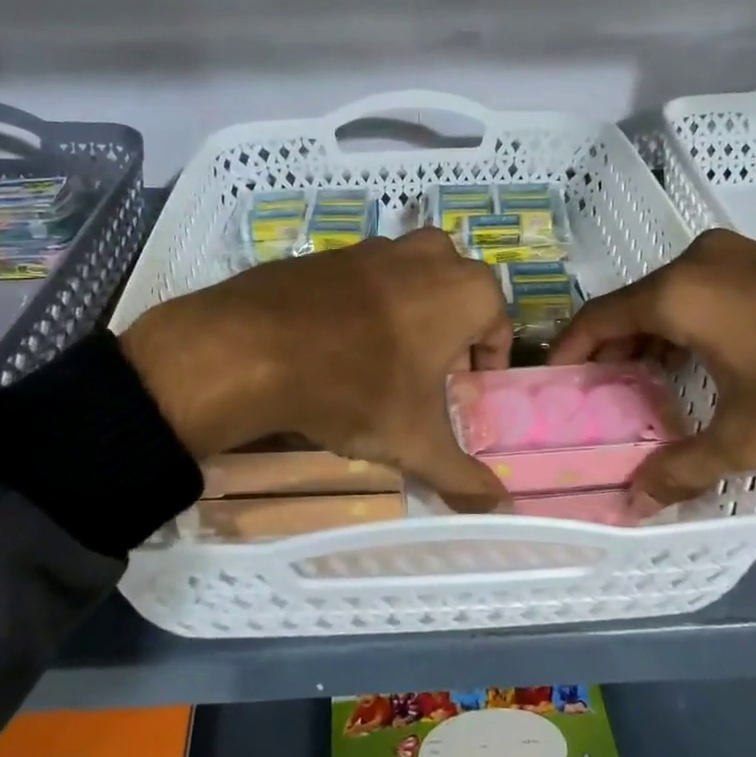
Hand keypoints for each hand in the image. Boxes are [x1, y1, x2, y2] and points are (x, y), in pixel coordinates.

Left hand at [120, 227, 512, 510]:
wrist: (255, 348)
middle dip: (449, 336)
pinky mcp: (329, 252)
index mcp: (467, 290)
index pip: (497, 328)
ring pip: (410, 283)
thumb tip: (500, 509)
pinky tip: (337, 347)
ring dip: (408, 318)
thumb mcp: (415, 442)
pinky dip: (362, 308)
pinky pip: (363, 282)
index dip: (484, 366)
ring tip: (381, 365)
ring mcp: (375, 247)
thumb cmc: (359, 389)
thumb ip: (463, 478)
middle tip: (426, 378)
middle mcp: (429, 256)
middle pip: (455, 298)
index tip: (462, 395)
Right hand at [551, 229, 755, 505]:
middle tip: (603, 400)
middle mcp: (702, 261)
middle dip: (612, 352)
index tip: (554, 385)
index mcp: (681, 291)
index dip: (570, 352)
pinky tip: (704, 366)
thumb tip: (634, 504)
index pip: (598, 317)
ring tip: (648, 390)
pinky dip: (690, 327)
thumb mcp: (751, 436)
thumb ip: (683, 467)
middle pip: (633, 305)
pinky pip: (709, 293)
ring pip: (673, 298)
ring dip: (653, 340)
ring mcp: (744, 256)